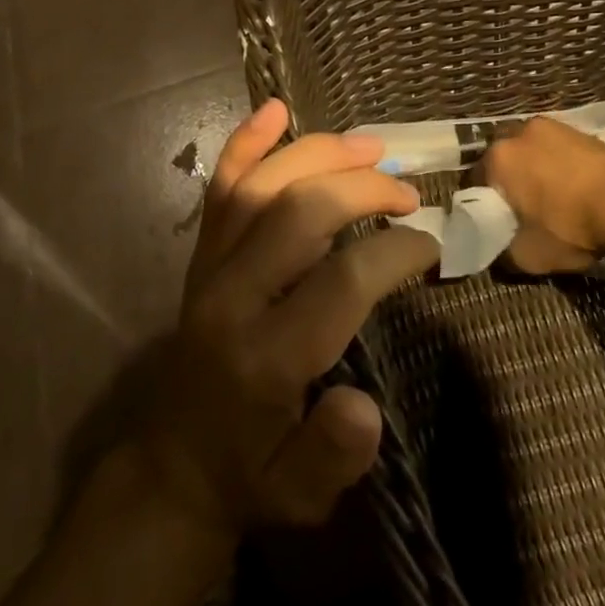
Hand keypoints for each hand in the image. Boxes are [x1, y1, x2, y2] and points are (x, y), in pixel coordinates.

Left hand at [134, 99, 437, 540]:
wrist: (174, 467)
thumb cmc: (252, 476)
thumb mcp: (302, 495)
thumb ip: (334, 454)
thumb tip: (363, 405)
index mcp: (265, 357)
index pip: (340, 281)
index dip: (395, 253)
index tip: (430, 246)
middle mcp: (231, 298)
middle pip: (298, 213)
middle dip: (363, 190)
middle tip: (409, 194)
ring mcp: (209, 269)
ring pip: (260, 186)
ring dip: (319, 155)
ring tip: (371, 146)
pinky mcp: (200, 257)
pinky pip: (221, 189)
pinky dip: (246, 144)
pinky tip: (275, 110)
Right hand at [482, 116, 604, 273]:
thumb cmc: (569, 227)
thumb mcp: (527, 256)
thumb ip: (502, 252)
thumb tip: (497, 250)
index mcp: (498, 158)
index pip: (474, 180)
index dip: (481, 204)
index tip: (492, 222)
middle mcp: (520, 132)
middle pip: (504, 159)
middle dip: (508, 180)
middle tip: (520, 209)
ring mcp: (554, 127)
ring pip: (533, 151)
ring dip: (535, 170)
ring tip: (550, 199)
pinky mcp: (584, 131)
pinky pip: (559, 151)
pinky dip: (561, 167)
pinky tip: (574, 190)